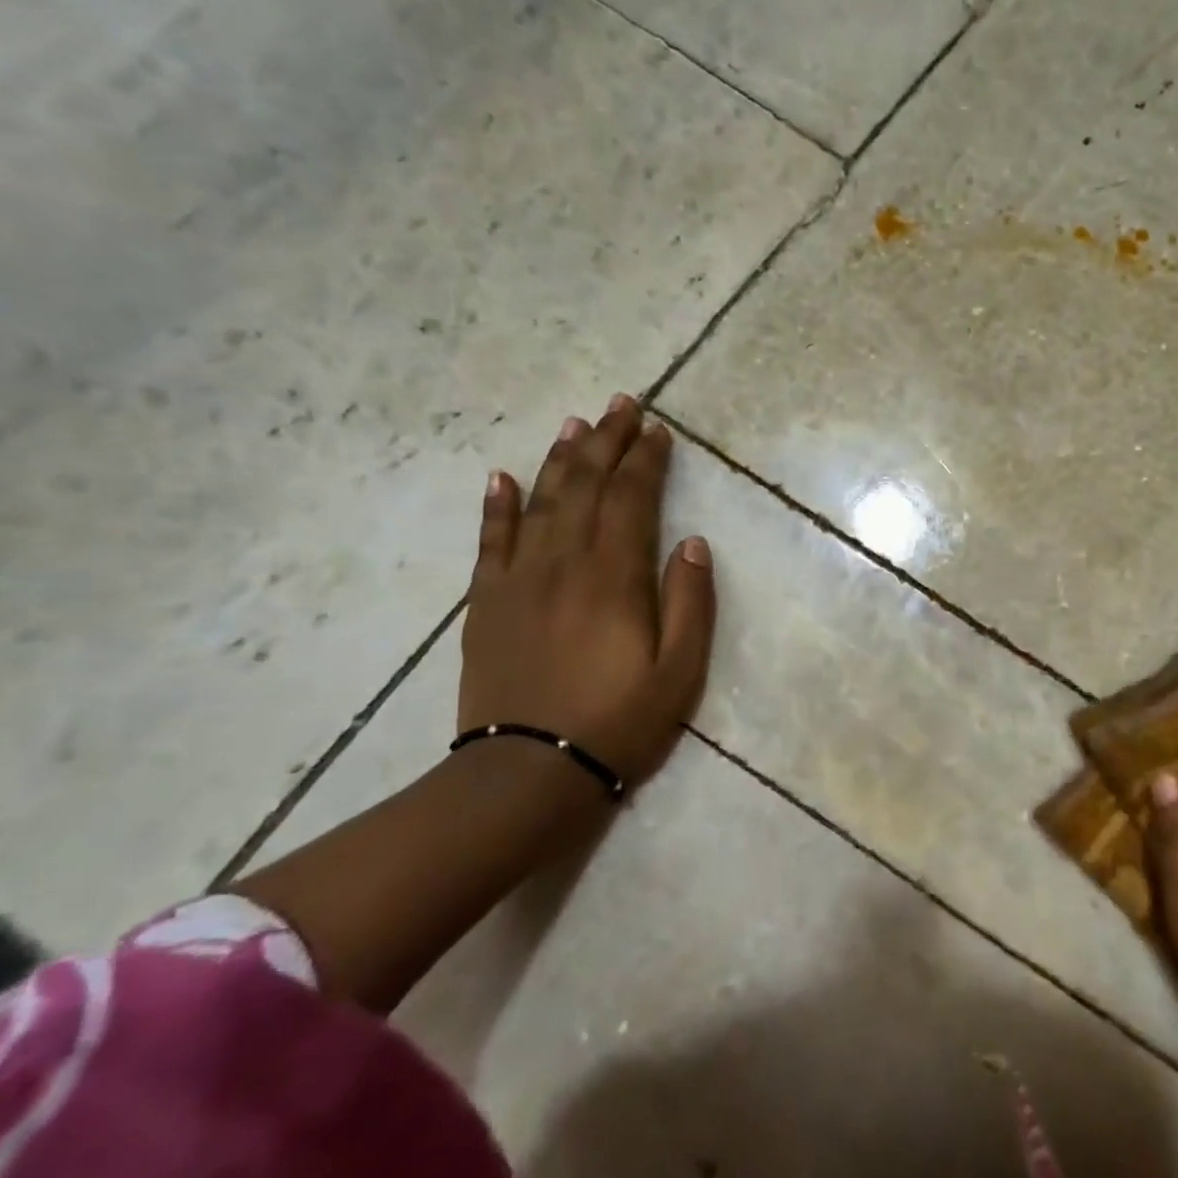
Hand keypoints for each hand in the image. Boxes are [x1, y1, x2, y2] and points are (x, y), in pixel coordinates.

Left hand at [459, 396, 715, 786]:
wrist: (529, 772)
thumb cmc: (619, 721)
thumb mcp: (680, 670)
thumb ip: (689, 602)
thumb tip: (691, 543)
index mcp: (614, 576)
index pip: (631, 498)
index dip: (646, 460)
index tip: (659, 431)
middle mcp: (563, 562)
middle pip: (584, 485)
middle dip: (606, 441)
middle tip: (621, 405)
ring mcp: (518, 579)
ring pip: (539, 501)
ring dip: (559, 458)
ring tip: (575, 424)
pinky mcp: (486, 602)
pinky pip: (490, 540)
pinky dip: (496, 505)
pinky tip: (500, 476)